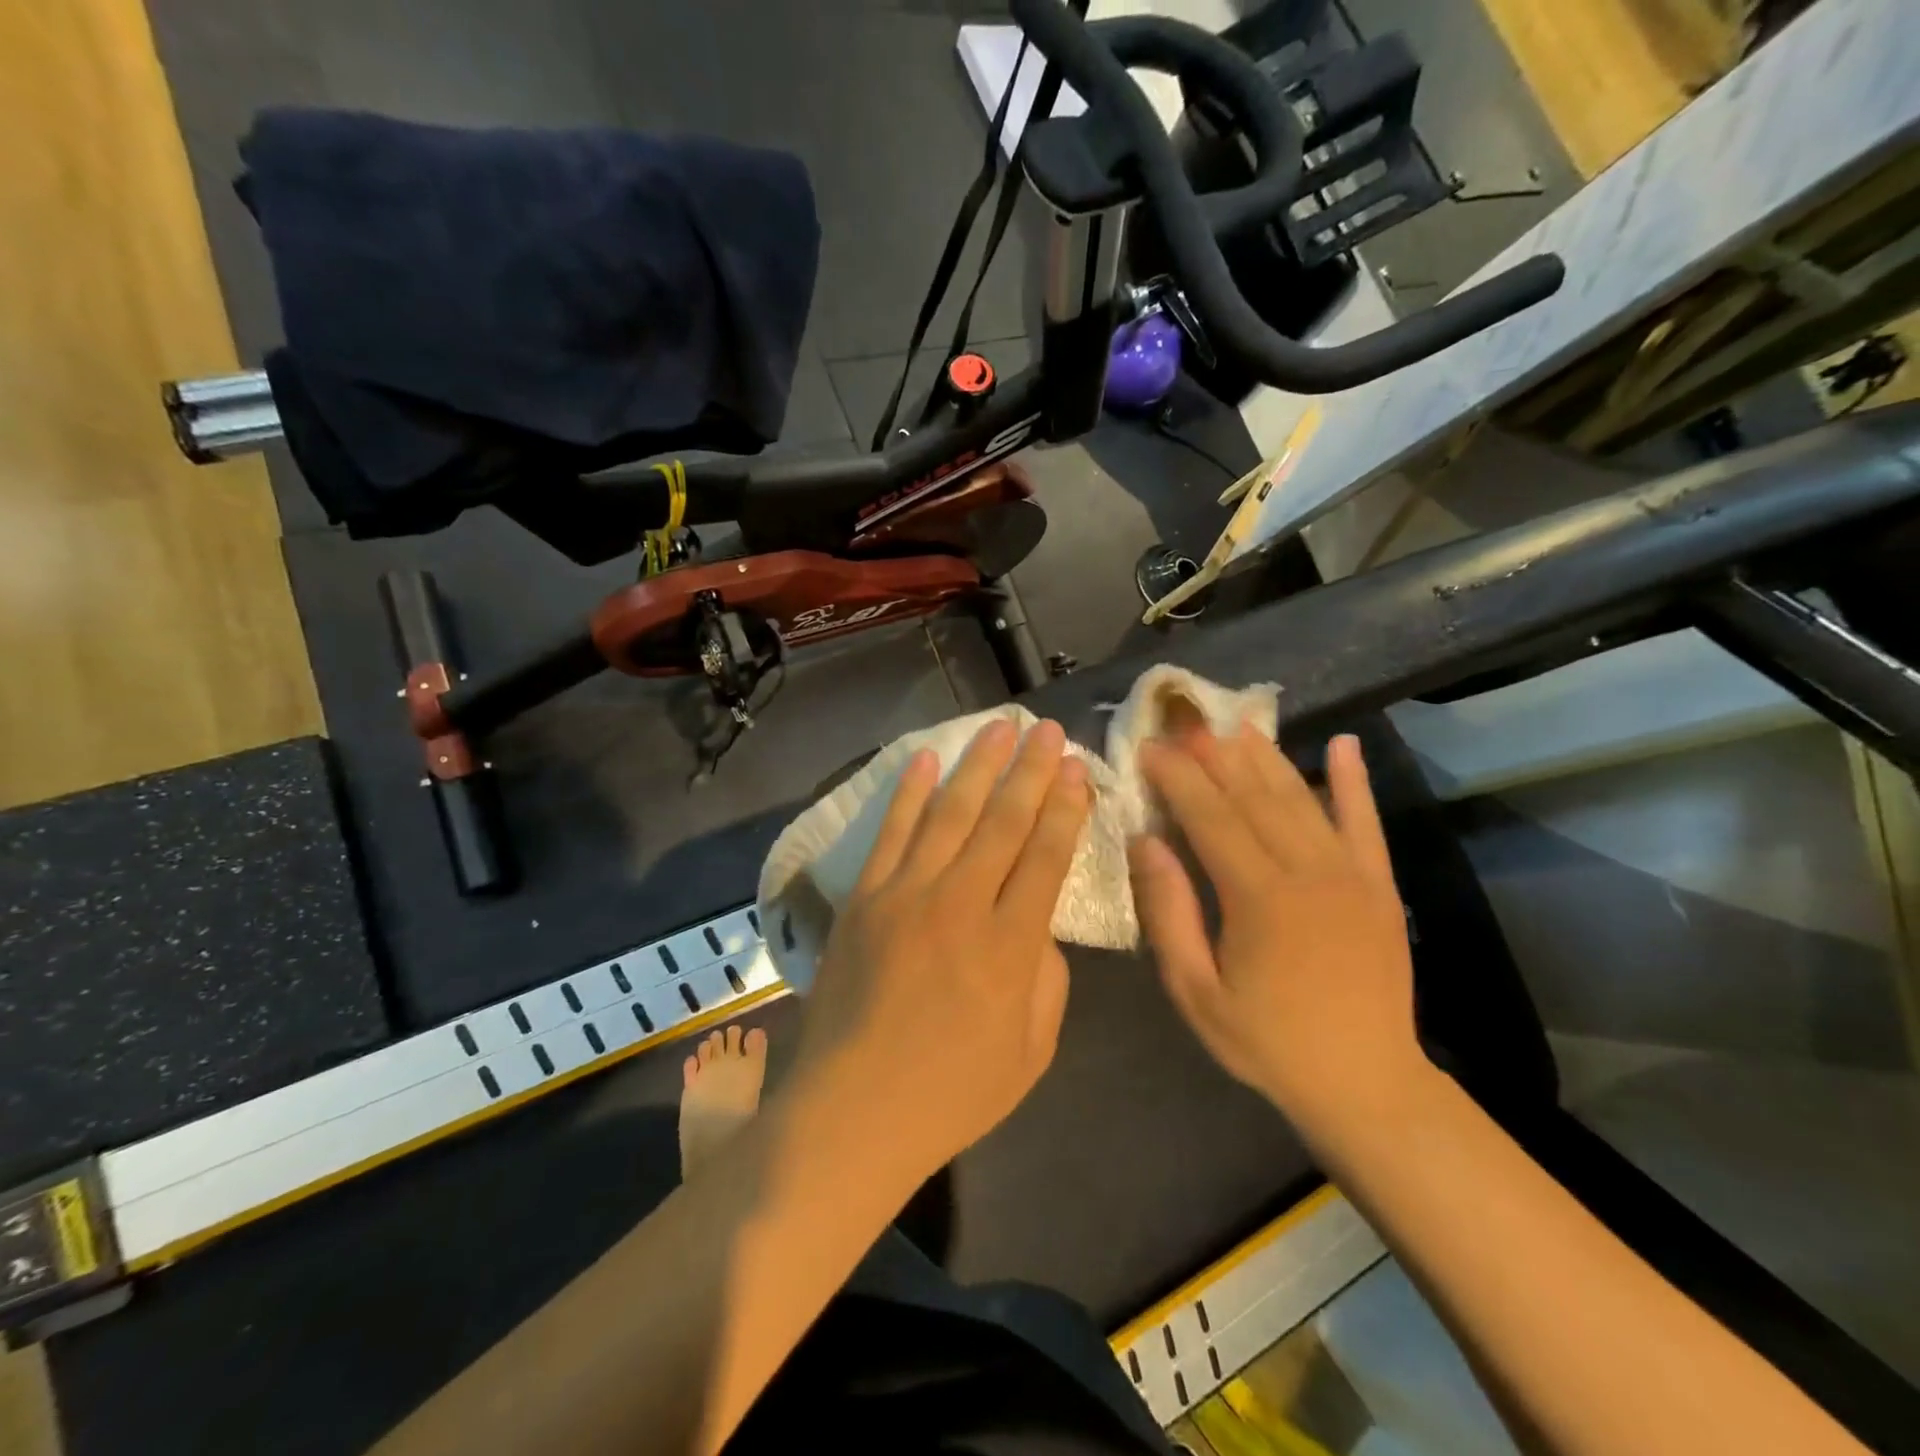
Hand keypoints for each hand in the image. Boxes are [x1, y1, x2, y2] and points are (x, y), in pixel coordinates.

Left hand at [788, 719, 1092, 1182]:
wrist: (853, 1111)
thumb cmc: (953, 1093)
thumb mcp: (1032, 1052)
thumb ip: (1047, 978)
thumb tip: (1040, 924)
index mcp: (1011, 946)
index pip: (1047, 856)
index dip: (1065, 808)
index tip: (1076, 769)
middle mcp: (962, 905)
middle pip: (1003, 822)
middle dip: (1030, 771)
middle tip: (1045, 729)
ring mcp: (906, 895)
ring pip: (949, 813)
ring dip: (977, 766)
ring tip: (998, 728)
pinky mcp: (865, 898)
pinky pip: (891, 833)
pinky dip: (909, 792)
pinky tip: (925, 758)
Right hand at [1130, 726, 1425, 1144]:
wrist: (1367, 1084)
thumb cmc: (1267, 1042)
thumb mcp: (1196, 992)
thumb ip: (1169, 913)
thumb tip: (1146, 842)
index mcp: (1259, 898)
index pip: (1209, 816)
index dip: (1176, 777)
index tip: (1148, 748)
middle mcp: (1308, 871)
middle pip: (1252, 796)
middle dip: (1213, 755)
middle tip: (1183, 723)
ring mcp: (1351, 874)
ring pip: (1300, 798)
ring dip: (1265, 756)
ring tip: (1234, 725)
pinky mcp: (1380, 884)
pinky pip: (1365, 821)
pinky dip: (1353, 780)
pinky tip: (1344, 743)